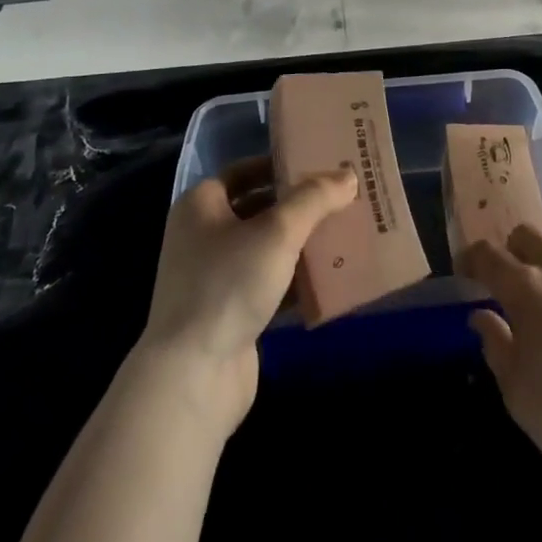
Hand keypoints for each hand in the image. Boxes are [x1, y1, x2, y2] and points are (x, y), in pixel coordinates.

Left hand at [140, 163, 357, 438]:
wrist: (192, 377)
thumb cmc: (228, 285)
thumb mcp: (277, 231)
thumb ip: (315, 199)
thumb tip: (348, 175)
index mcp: (201, 206)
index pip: (244, 171)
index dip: (280, 164)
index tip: (319, 163)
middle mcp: (203, 237)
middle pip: (258, 209)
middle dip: (299, 205)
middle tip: (341, 197)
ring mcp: (215, 279)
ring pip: (267, 249)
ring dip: (302, 243)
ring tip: (346, 232)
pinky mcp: (230, 315)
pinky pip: (270, 285)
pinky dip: (297, 281)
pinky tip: (332, 278)